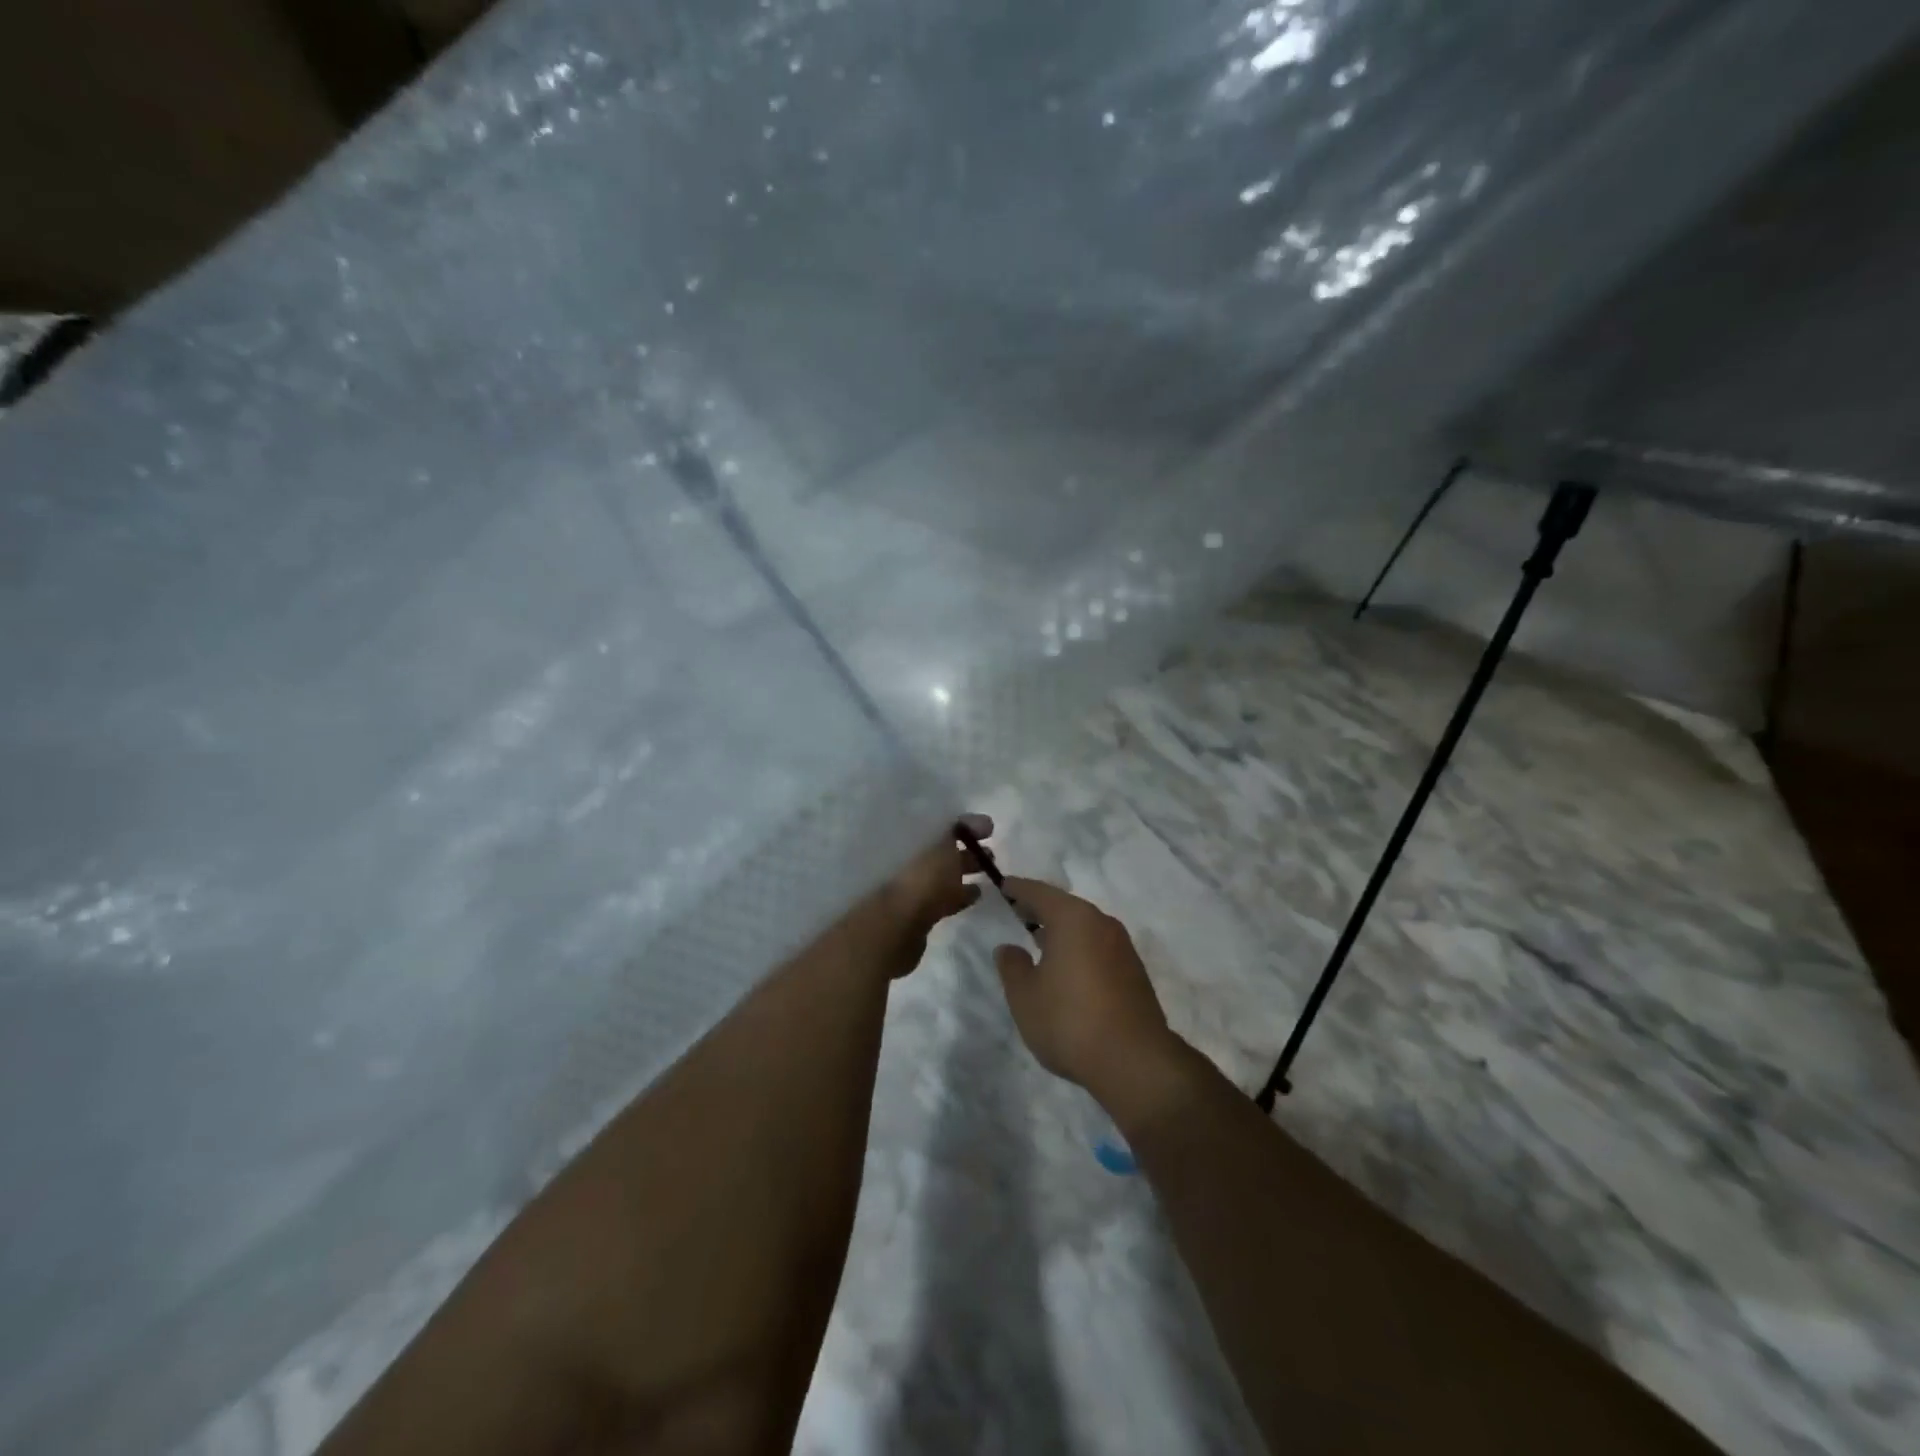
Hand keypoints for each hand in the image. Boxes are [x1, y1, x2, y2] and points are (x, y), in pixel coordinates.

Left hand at [862, 813, 993, 977]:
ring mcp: (912, 886)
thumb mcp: (943, 843)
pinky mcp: (919, 911)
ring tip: (990, 871)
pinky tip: (977, 893)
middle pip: (940, 848)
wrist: (898, 925)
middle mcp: (907, 858)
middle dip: (966, 848)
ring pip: (943, 873)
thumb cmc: (922, 876)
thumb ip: (960, 829)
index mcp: (908, 836)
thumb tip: (982, 821)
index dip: (964, 824)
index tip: (989, 829)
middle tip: (991, 853)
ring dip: (965, 870)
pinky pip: (943, 896)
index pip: (938, 823)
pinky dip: (960, 893)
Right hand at [993, 877, 1182, 1104]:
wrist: (1135, 1061)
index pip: (1039, 892)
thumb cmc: (1069, 1021)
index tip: (1003, 886)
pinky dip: (1079, 949)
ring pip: (1084, 928)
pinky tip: (1067, 970)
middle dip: (1041, 909)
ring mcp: (1122, 947)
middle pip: (1065, 907)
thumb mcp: (1025, 996)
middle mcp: (1101, 923)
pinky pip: (1098, 947)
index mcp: (1073, 919)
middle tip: (1018, 912)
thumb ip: (1012, 966)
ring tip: (1039, 943)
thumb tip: (1009, 948)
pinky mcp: (1134, 972)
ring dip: (1062, 931)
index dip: (1018, 888)